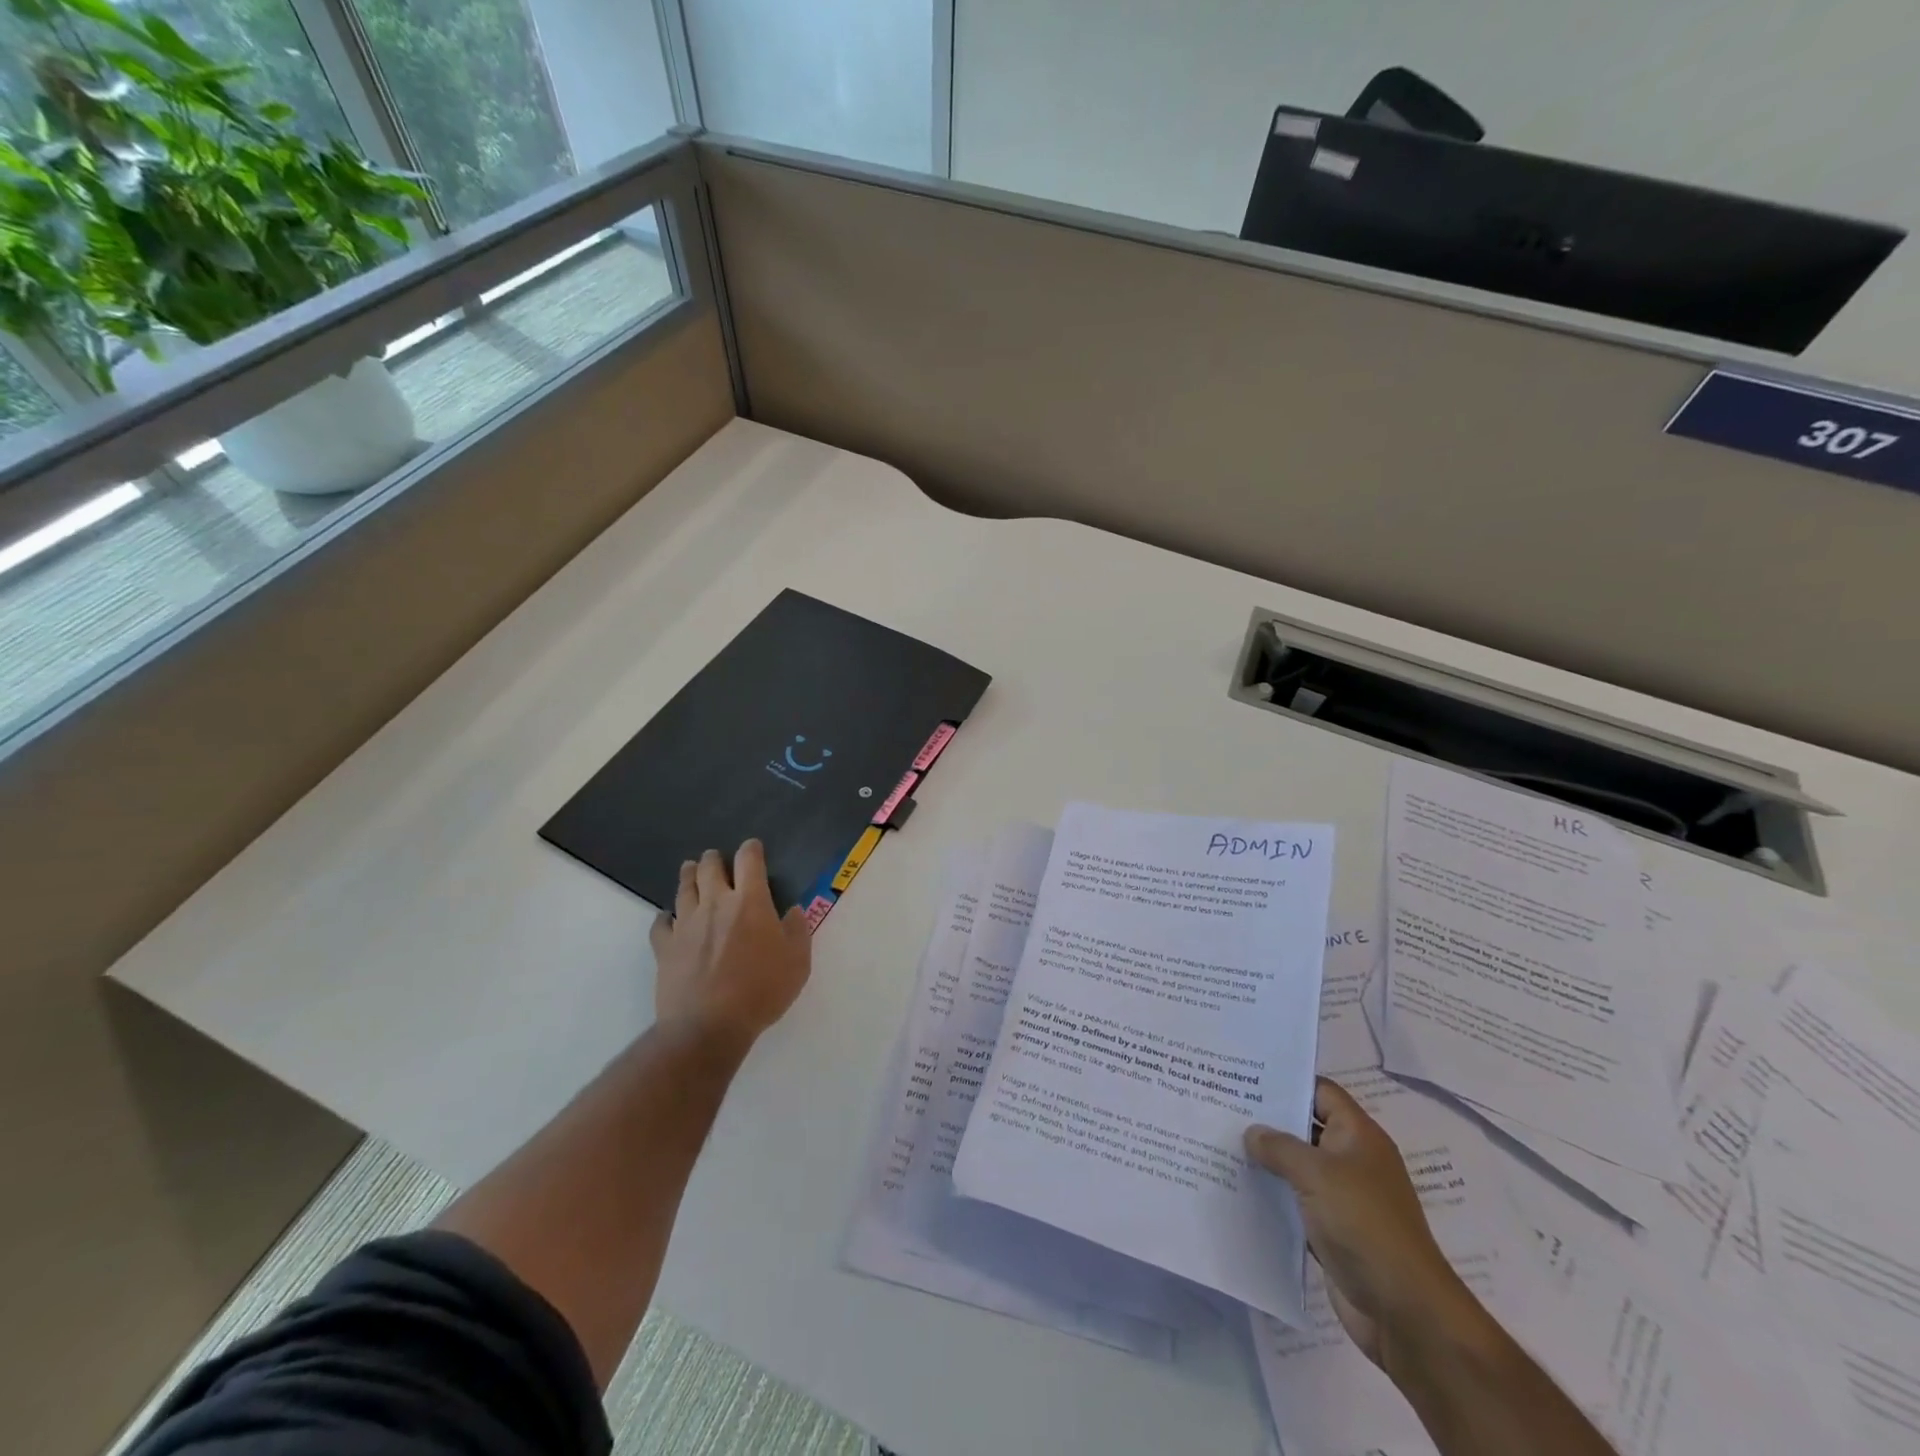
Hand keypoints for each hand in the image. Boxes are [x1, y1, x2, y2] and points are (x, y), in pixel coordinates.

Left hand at [649, 840, 811, 1052]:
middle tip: (716, 858)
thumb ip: (797, 931)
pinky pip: (661, 923)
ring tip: (690, 869)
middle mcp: (715, 904)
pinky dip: (665, 916)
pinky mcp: (665, 947)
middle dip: (714, 859)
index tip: (753, 847)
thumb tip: (792, 911)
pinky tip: (667, 918)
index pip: (749, 861)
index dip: (751, 849)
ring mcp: (686, 925)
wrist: (708, 1026)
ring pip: (684, 889)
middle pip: (710, 868)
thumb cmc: (761, 991)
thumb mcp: (797, 963)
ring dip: (689, 875)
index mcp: (750, 902)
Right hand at [1245, 1078, 1479, 1367]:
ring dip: (1268, 1160)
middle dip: (1269, 1120)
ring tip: (1222, 1143)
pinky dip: (1273, 1196)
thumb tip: (1252, 1132)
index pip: (1321, 1092)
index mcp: (1358, 1136)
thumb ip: (1279, 1147)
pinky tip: (1239, 1188)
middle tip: (1224, 1105)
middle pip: (1306, 1127)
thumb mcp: (1317, 1174)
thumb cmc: (1364, 1225)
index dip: (1287, 1081)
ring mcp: (1344, 1198)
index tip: (1246, 1075)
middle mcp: (1353, 1161)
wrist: (1405, 1312)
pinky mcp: (1334, 1231)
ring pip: (1299, 1167)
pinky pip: (1297, 1202)